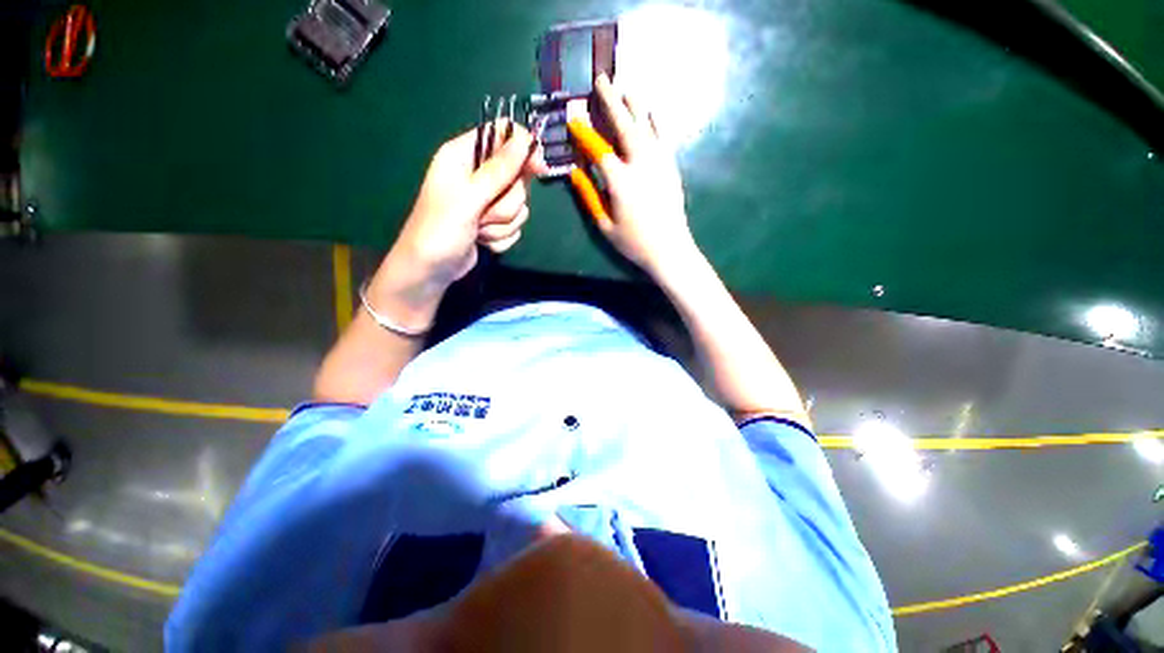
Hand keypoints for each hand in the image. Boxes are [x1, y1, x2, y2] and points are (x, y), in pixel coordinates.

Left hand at [389, 122, 546, 293]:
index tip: (538, 166)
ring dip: (502, 224)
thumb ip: (498, 170)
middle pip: (517, 177)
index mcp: (463, 156)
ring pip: (519, 206)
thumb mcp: (468, 197)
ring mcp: (487, 202)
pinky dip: (501, 237)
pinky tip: (483, 241)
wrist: (430, 270)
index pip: (501, 135)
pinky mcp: (493, 223)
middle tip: (485, 213)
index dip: (522, 148)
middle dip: (506, 202)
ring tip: (480, 230)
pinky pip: (514, 225)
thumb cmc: (440, 230)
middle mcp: (477, 175)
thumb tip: (525, 140)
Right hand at [572, 75, 696, 279]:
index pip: (598, 149)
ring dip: (634, 104)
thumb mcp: (604, 224)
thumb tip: (574, 172)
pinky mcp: (671, 166)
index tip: (573, 117)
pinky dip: (656, 120)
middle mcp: (640, 165)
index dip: (584, 132)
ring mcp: (659, 163)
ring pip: (646, 125)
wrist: (670, 249)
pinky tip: (651, 111)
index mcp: (620, 181)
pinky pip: (663, 136)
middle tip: (601, 80)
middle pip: (624, 126)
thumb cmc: (633, 242)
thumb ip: (588, 196)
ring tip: (625, 87)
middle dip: (611, 101)